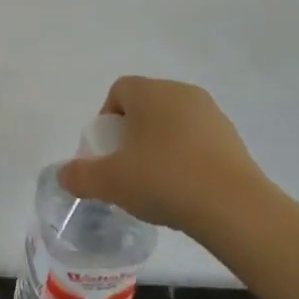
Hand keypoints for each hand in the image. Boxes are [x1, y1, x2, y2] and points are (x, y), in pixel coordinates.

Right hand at [55, 76, 269, 231]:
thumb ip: (79, 176)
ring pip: (172, 123)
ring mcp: (212, 115)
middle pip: (146, 105)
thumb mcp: (109, 182)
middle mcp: (183, 93)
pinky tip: (183, 189)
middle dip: (131, 133)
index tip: (106, 152)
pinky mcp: (233, 139)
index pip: (119, 90)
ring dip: (158, 146)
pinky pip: (196, 141)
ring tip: (154, 182)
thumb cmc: (163, 181)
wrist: (234, 207)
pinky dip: (184, 158)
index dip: (106, 119)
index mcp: (152, 92)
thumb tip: (64, 175)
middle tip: (126, 168)